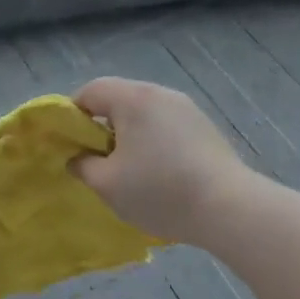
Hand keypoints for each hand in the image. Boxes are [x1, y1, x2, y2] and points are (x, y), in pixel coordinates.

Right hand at [72, 77, 247, 245]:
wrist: (229, 208)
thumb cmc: (160, 191)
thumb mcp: (107, 185)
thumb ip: (83, 165)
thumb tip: (77, 157)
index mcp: (132, 99)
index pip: (90, 91)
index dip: (72, 114)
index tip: (70, 143)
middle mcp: (159, 93)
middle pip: (118, 98)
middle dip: (102, 125)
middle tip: (97, 158)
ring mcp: (186, 108)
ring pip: (144, 112)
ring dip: (129, 133)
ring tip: (129, 168)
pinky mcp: (204, 126)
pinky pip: (166, 124)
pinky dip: (154, 140)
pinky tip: (160, 171)